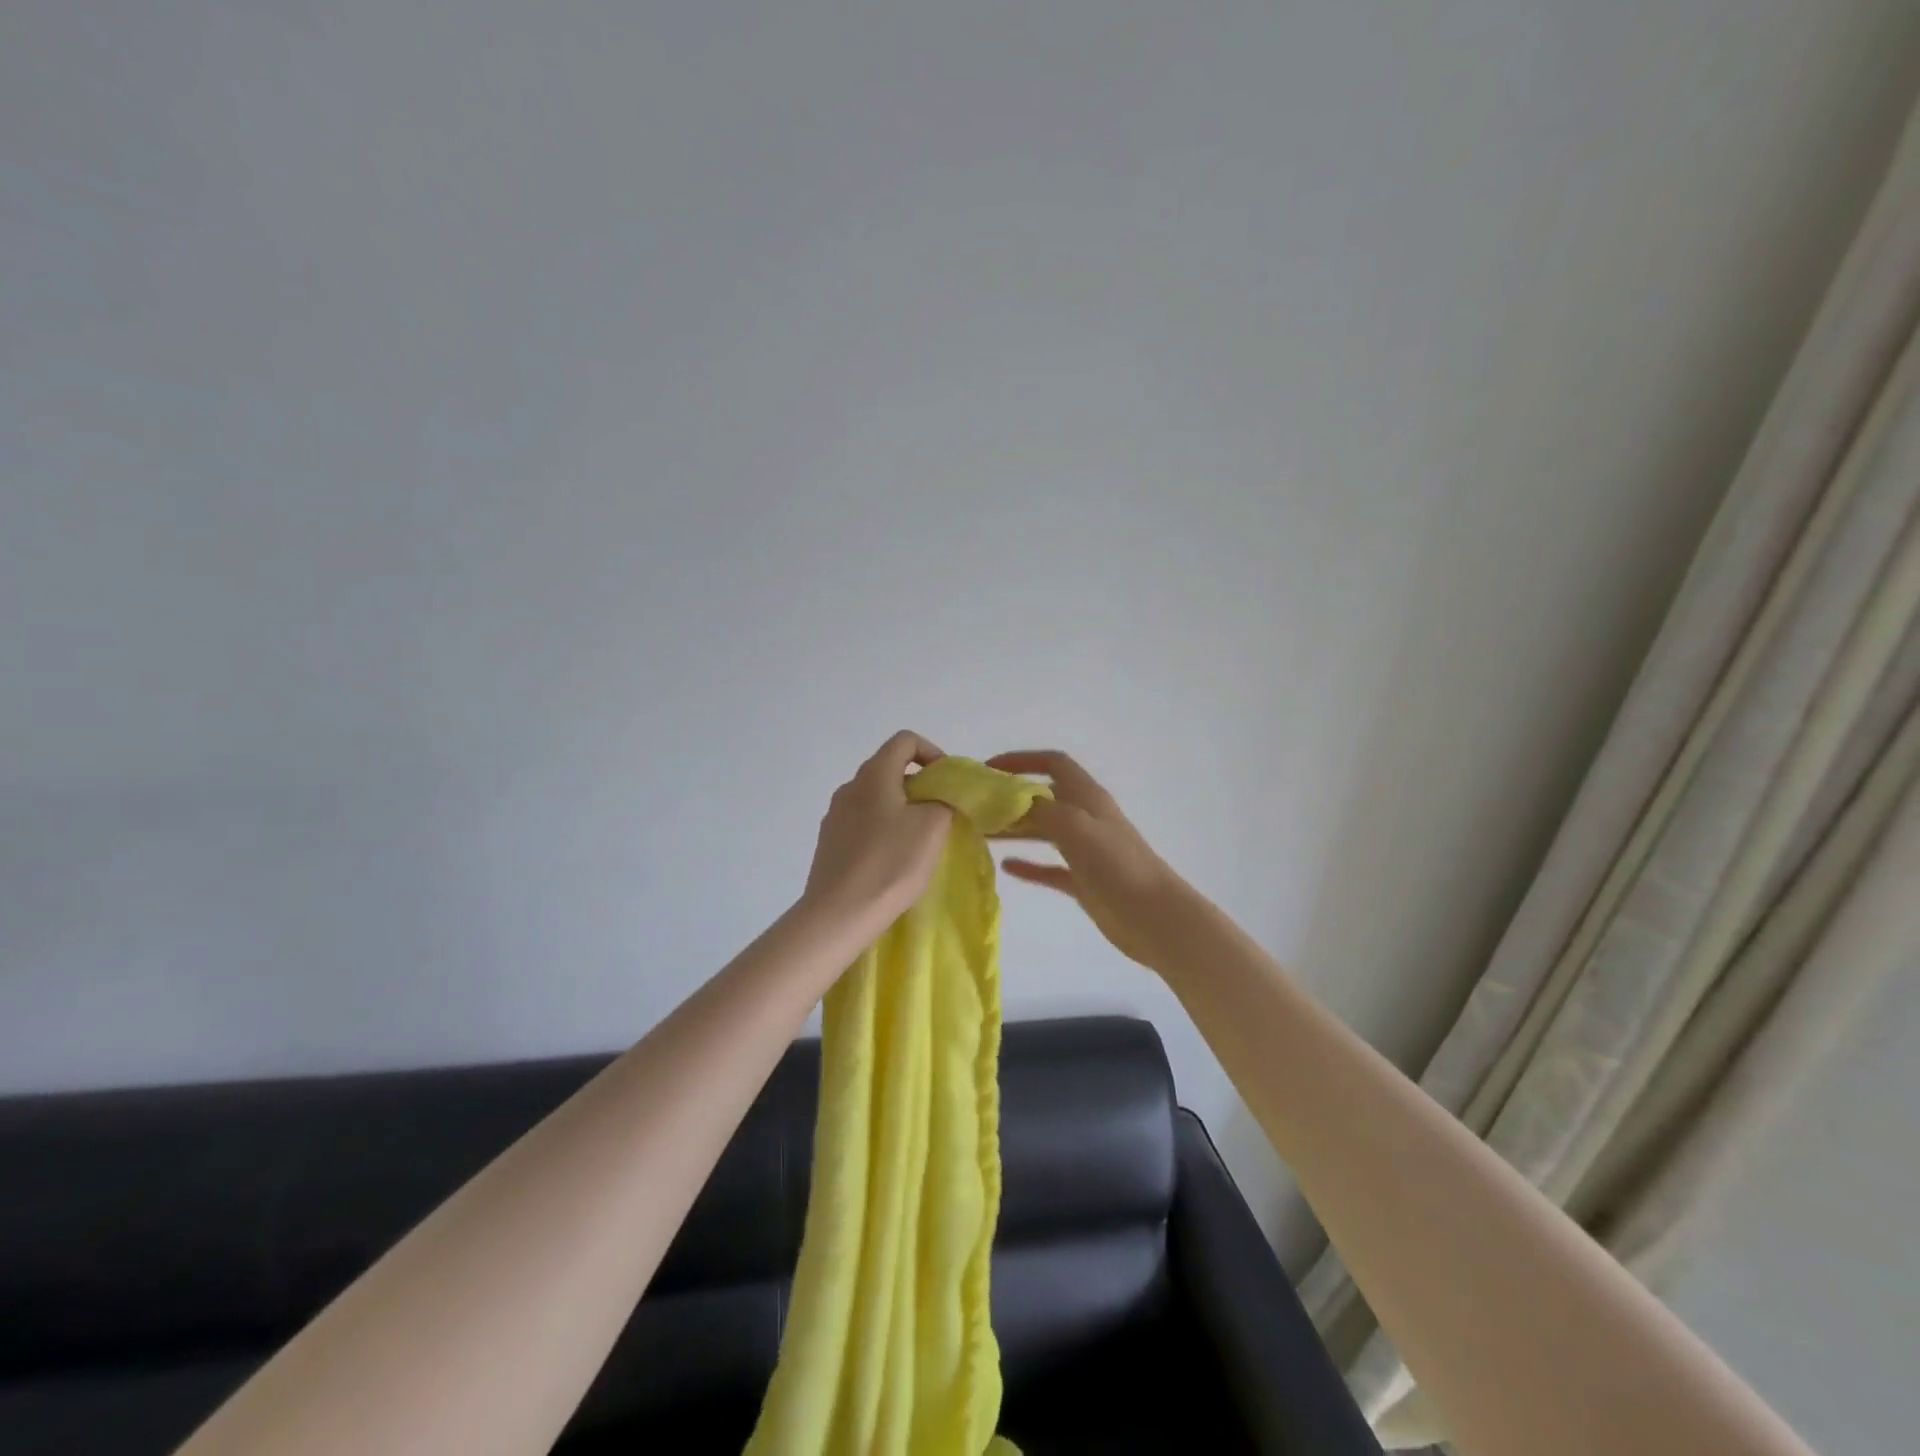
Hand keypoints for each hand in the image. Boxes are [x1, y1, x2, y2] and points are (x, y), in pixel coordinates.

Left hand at [802, 731, 954, 926]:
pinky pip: (863, 824)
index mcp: (873, 775)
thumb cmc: (890, 863)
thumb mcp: (932, 827)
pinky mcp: (829, 844)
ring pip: (876, 799)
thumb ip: (943, 802)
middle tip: (940, 814)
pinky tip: (892, 861)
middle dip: (920, 786)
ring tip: (919, 841)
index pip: (904, 740)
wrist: (839, 914)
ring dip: (902, 810)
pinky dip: (883, 830)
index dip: (931, 752)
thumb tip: (938, 800)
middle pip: (889, 769)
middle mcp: (849, 788)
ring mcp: (835, 816)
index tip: (947, 782)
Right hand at [985, 750, 1193, 969]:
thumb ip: (1040, 808)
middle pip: (1043, 798)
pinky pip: (1049, 867)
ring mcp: (1084, 850)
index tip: (989, 770)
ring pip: (1043, 831)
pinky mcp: (1083, 881)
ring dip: (1014, 829)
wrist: (1154, 917)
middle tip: (976, 806)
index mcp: (1087, 797)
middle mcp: (1085, 818)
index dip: (1022, 760)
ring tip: (981, 833)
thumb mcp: (1074, 826)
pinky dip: (1028, 865)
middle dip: (1010, 798)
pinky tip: (1006, 867)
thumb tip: (1010, 798)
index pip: (1053, 763)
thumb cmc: (1116, 864)